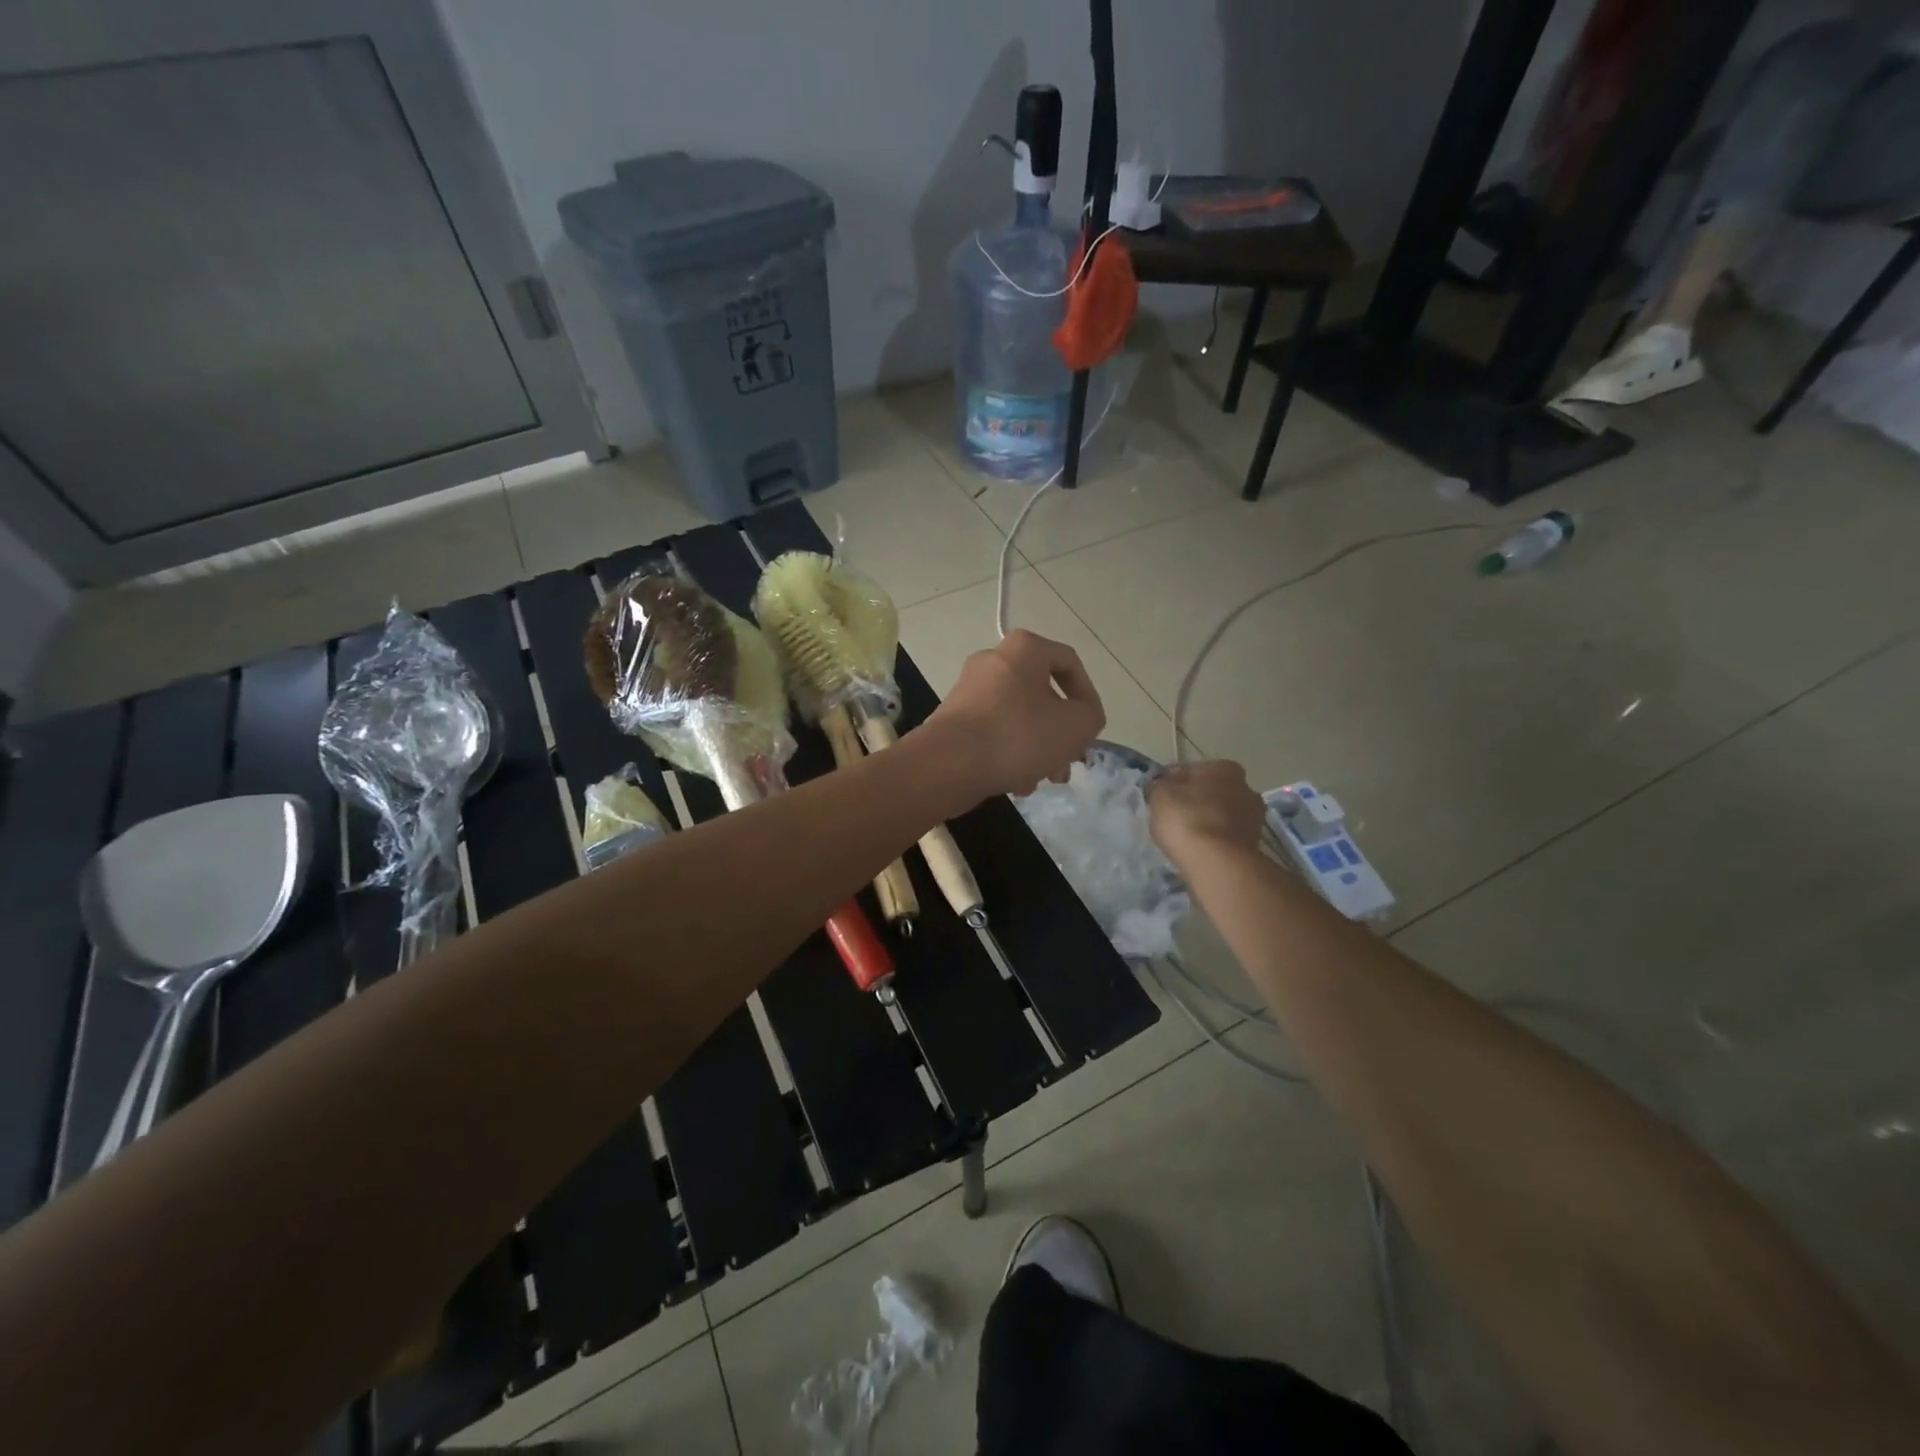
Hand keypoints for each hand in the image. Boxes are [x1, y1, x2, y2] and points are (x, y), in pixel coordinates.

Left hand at [922, 630, 1105, 801]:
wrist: (948, 764)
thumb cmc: (1018, 735)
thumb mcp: (1075, 725)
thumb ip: (1090, 717)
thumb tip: (1082, 719)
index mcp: (1023, 649)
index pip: (1069, 662)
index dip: (1088, 696)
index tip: (1092, 728)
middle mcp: (993, 660)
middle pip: (1042, 695)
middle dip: (1061, 733)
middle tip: (1069, 761)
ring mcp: (970, 690)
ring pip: (1019, 717)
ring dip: (1038, 748)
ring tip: (1045, 779)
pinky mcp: (954, 718)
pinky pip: (994, 732)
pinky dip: (1010, 754)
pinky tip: (1017, 784)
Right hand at [1148, 760, 1265, 864]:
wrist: (1217, 863)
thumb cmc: (1186, 819)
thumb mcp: (1160, 795)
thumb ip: (1159, 786)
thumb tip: (1161, 786)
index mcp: (1224, 767)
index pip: (1190, 770)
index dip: (1171, 783)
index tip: (1158, 797)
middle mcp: (1246, 787)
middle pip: (1210, 792)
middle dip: (1194, 801)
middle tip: (1172, 816)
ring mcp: (1254, 817)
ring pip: (1220, 815)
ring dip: (1206, 822)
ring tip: (1185, 837)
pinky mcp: (1254, 844)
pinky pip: (1226, 836)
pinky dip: (1214, 840)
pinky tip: (1199, 850)